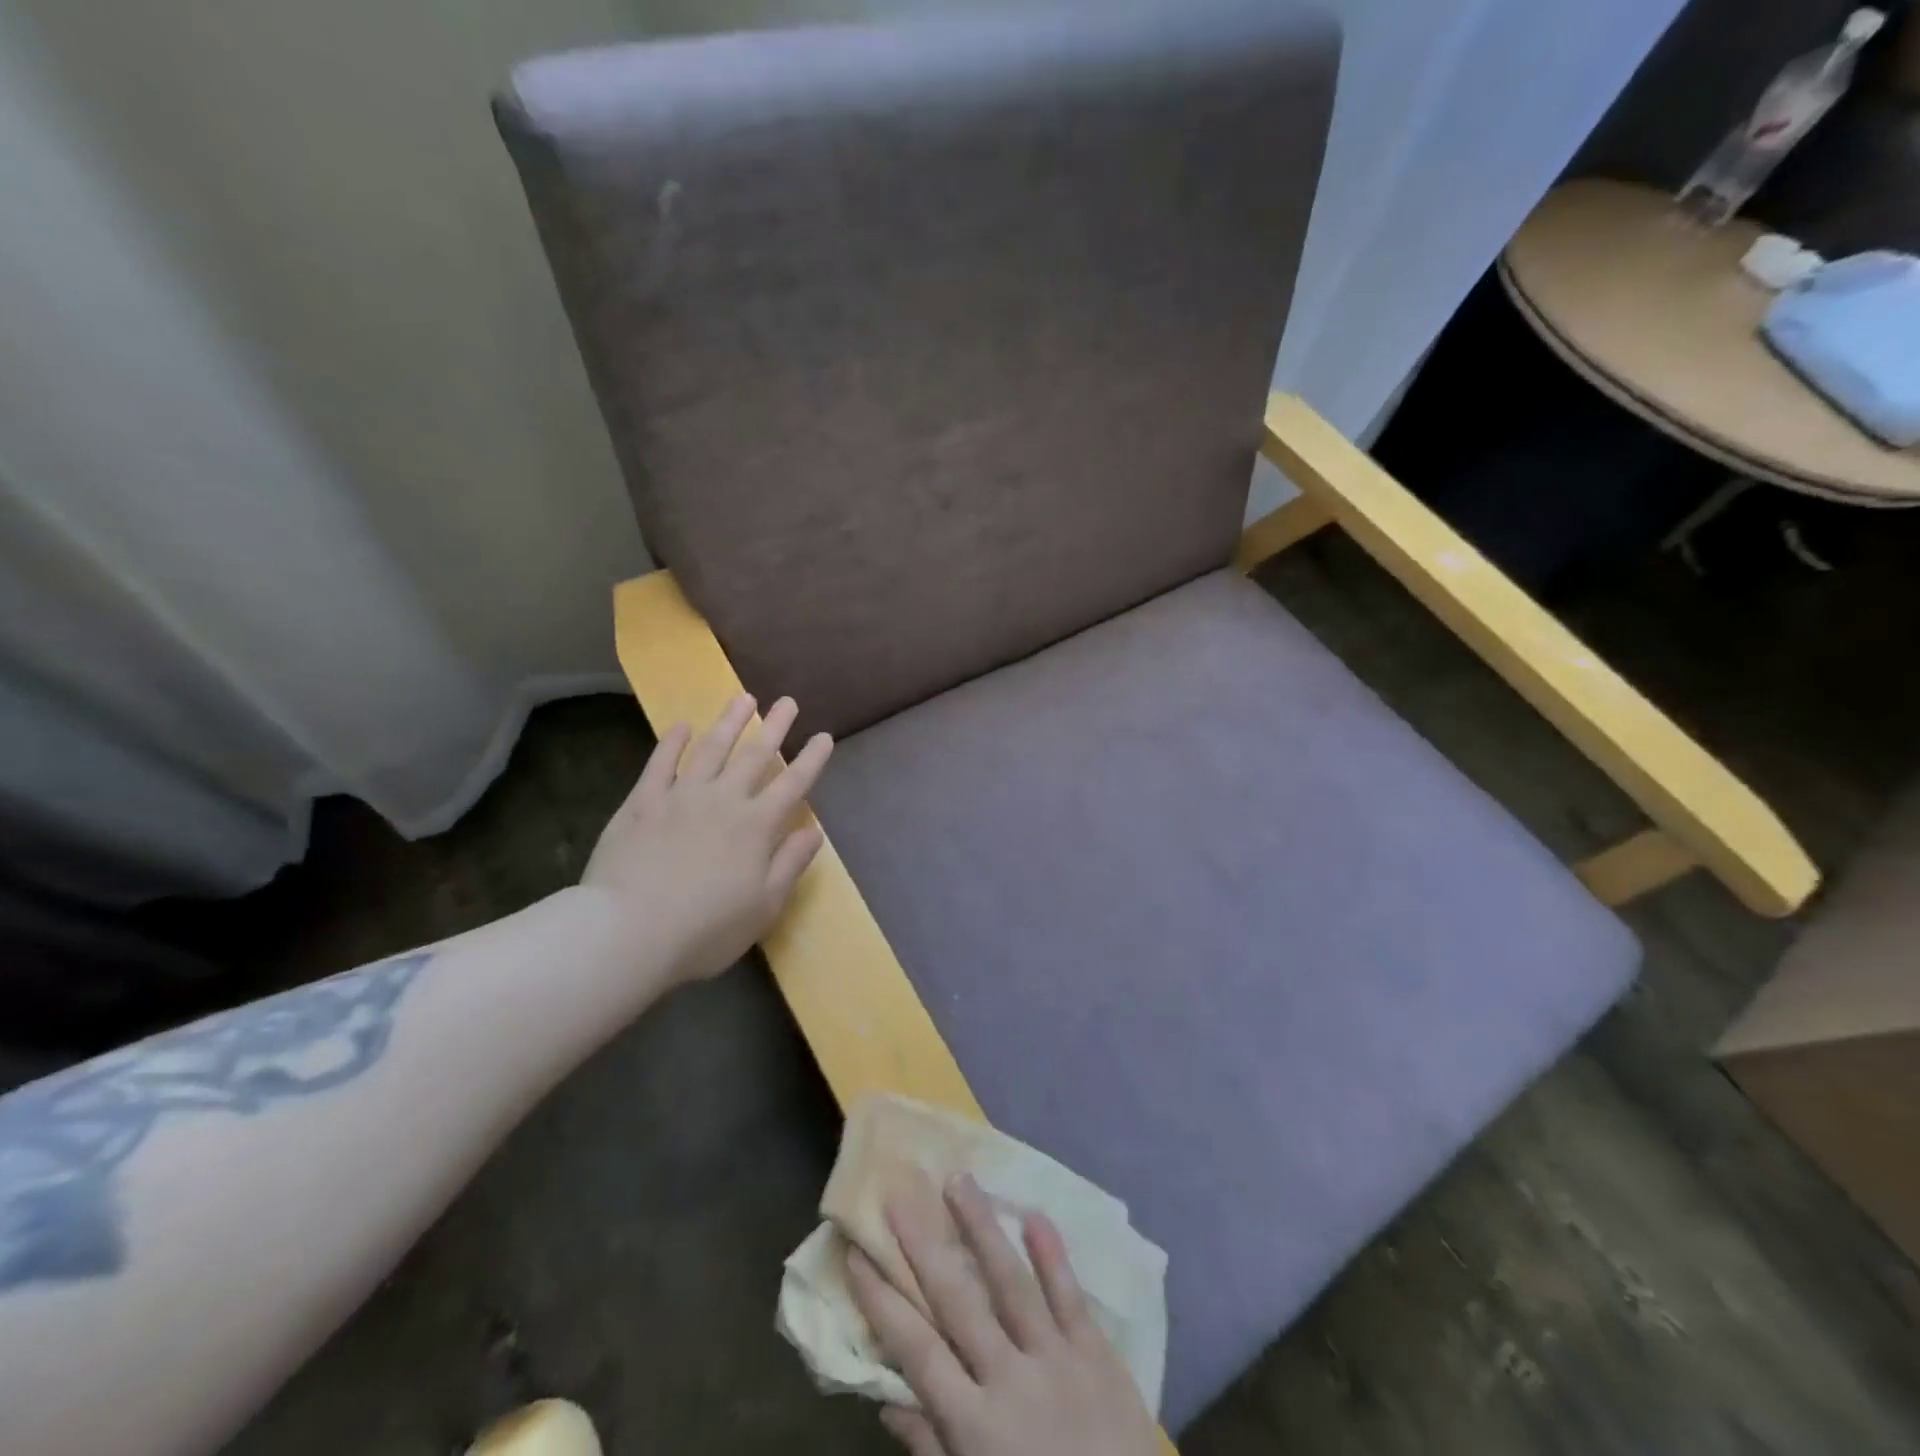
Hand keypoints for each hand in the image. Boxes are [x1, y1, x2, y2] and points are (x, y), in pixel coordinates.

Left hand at [581, 694, 831, 984]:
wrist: (628, 932)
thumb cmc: (706, 929)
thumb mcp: (764, 906)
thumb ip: (790, 863)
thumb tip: (815, 830)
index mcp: (757, 826)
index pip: (793, 784)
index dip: (811, 759)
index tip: (824, 736)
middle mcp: (724, 800)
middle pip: (755, 755)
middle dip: (775, 727)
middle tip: (788, 701)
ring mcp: (680, 797)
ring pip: (712, 748)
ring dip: (730, 721)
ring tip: (744, 698)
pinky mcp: (643, 803)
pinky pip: (661, 763)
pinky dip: (672, 742)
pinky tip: (682, 726)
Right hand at [847, 1173, 1161, 1455]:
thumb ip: (933, 1448)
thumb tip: (887, 1402)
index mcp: (975, 1426)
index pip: (918, 1351)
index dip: (883, 1303)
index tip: (858, 1255)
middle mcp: (1010, 1379)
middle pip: (959, 1302)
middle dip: (925, 1247)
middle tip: (901, 1196)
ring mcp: (1056, 1358)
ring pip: (1011, 1281)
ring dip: (982, 1228)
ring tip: (960, 1180)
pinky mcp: (1096, 1352)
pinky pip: (1070, 1295)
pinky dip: (1052, 1253)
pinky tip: (1034, 1212)